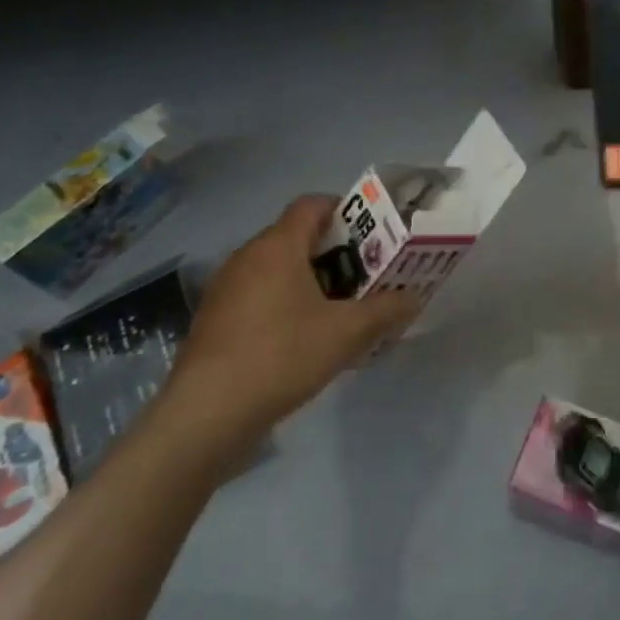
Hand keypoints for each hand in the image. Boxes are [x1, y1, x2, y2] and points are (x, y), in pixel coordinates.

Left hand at [156, 195, 417, 467]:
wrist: (205, 415)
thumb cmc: (281, 356)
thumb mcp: (347, 333)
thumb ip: (385, 310)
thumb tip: (414, 298)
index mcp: (277, 246)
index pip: (312, 204)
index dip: (345, 211)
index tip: (371, 237)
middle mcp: (247, 257)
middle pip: (297, 237)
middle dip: (335, 252)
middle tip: (365, 277)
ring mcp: (225, 289)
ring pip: (277, 269)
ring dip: (310, 281)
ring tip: (340, 310)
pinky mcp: (214, 320)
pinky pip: (259, 295)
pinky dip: (285, 303)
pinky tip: (303, 339)